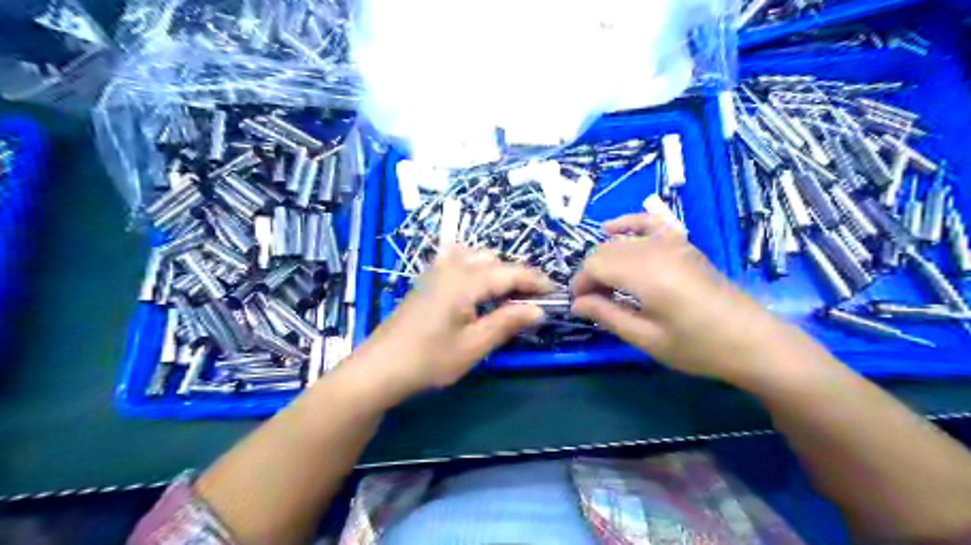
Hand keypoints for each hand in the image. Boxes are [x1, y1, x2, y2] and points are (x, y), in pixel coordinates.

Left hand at [350, 245, 549, 401]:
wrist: (379, 368)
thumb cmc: (429, 360)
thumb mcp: (474, 346)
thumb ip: (507, 323)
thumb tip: (539, 310)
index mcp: (466, 281)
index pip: (510, 273)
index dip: (535, 281)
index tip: (554, 292)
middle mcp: (451, 268)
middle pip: (492, 260)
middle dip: (516, 275)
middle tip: (530, 299)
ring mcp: (434, 271)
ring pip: (473, 256)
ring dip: (494, 268)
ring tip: (505, 292)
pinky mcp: (424, 280)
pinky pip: (455, 259)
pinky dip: (472, 265)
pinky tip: (473, 283)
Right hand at [570, 211, 782, 380]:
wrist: (752, 341)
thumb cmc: (698, 347)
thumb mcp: (647, 338)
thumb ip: (607, 315)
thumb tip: (576, 303)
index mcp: (646, 274)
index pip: (595, 266)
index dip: (580, 284)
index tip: (578, 305)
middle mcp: (655, 250)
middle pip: (604, 251)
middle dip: (590, 274)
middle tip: (592, 302)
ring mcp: (671, 242)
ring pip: (621, 240)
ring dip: (604, 258)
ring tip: (606, 285)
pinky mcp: (682, 243)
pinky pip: (648, 223)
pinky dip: (627, 224)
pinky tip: (611, 229)